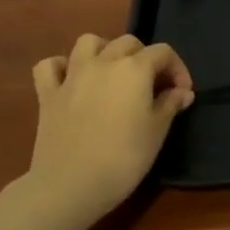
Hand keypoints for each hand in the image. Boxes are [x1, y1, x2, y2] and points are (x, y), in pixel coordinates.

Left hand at [28, 34, 193, 225]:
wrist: (70, 186)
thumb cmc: (123, 158)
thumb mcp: (157, 132)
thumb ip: (170, 105)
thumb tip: (182, 92)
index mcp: (134, 69)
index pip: (163, 53)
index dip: (177, 69)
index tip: (182, 93)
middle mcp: (104, 62)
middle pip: (128, 43)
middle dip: (144, 58)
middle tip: (150, 85)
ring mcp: (72, 76)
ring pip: (88, 42)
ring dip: (103, 50)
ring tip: (112, 72)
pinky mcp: (47, 94)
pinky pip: (50, 66)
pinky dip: (61, 67)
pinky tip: (71, 80)